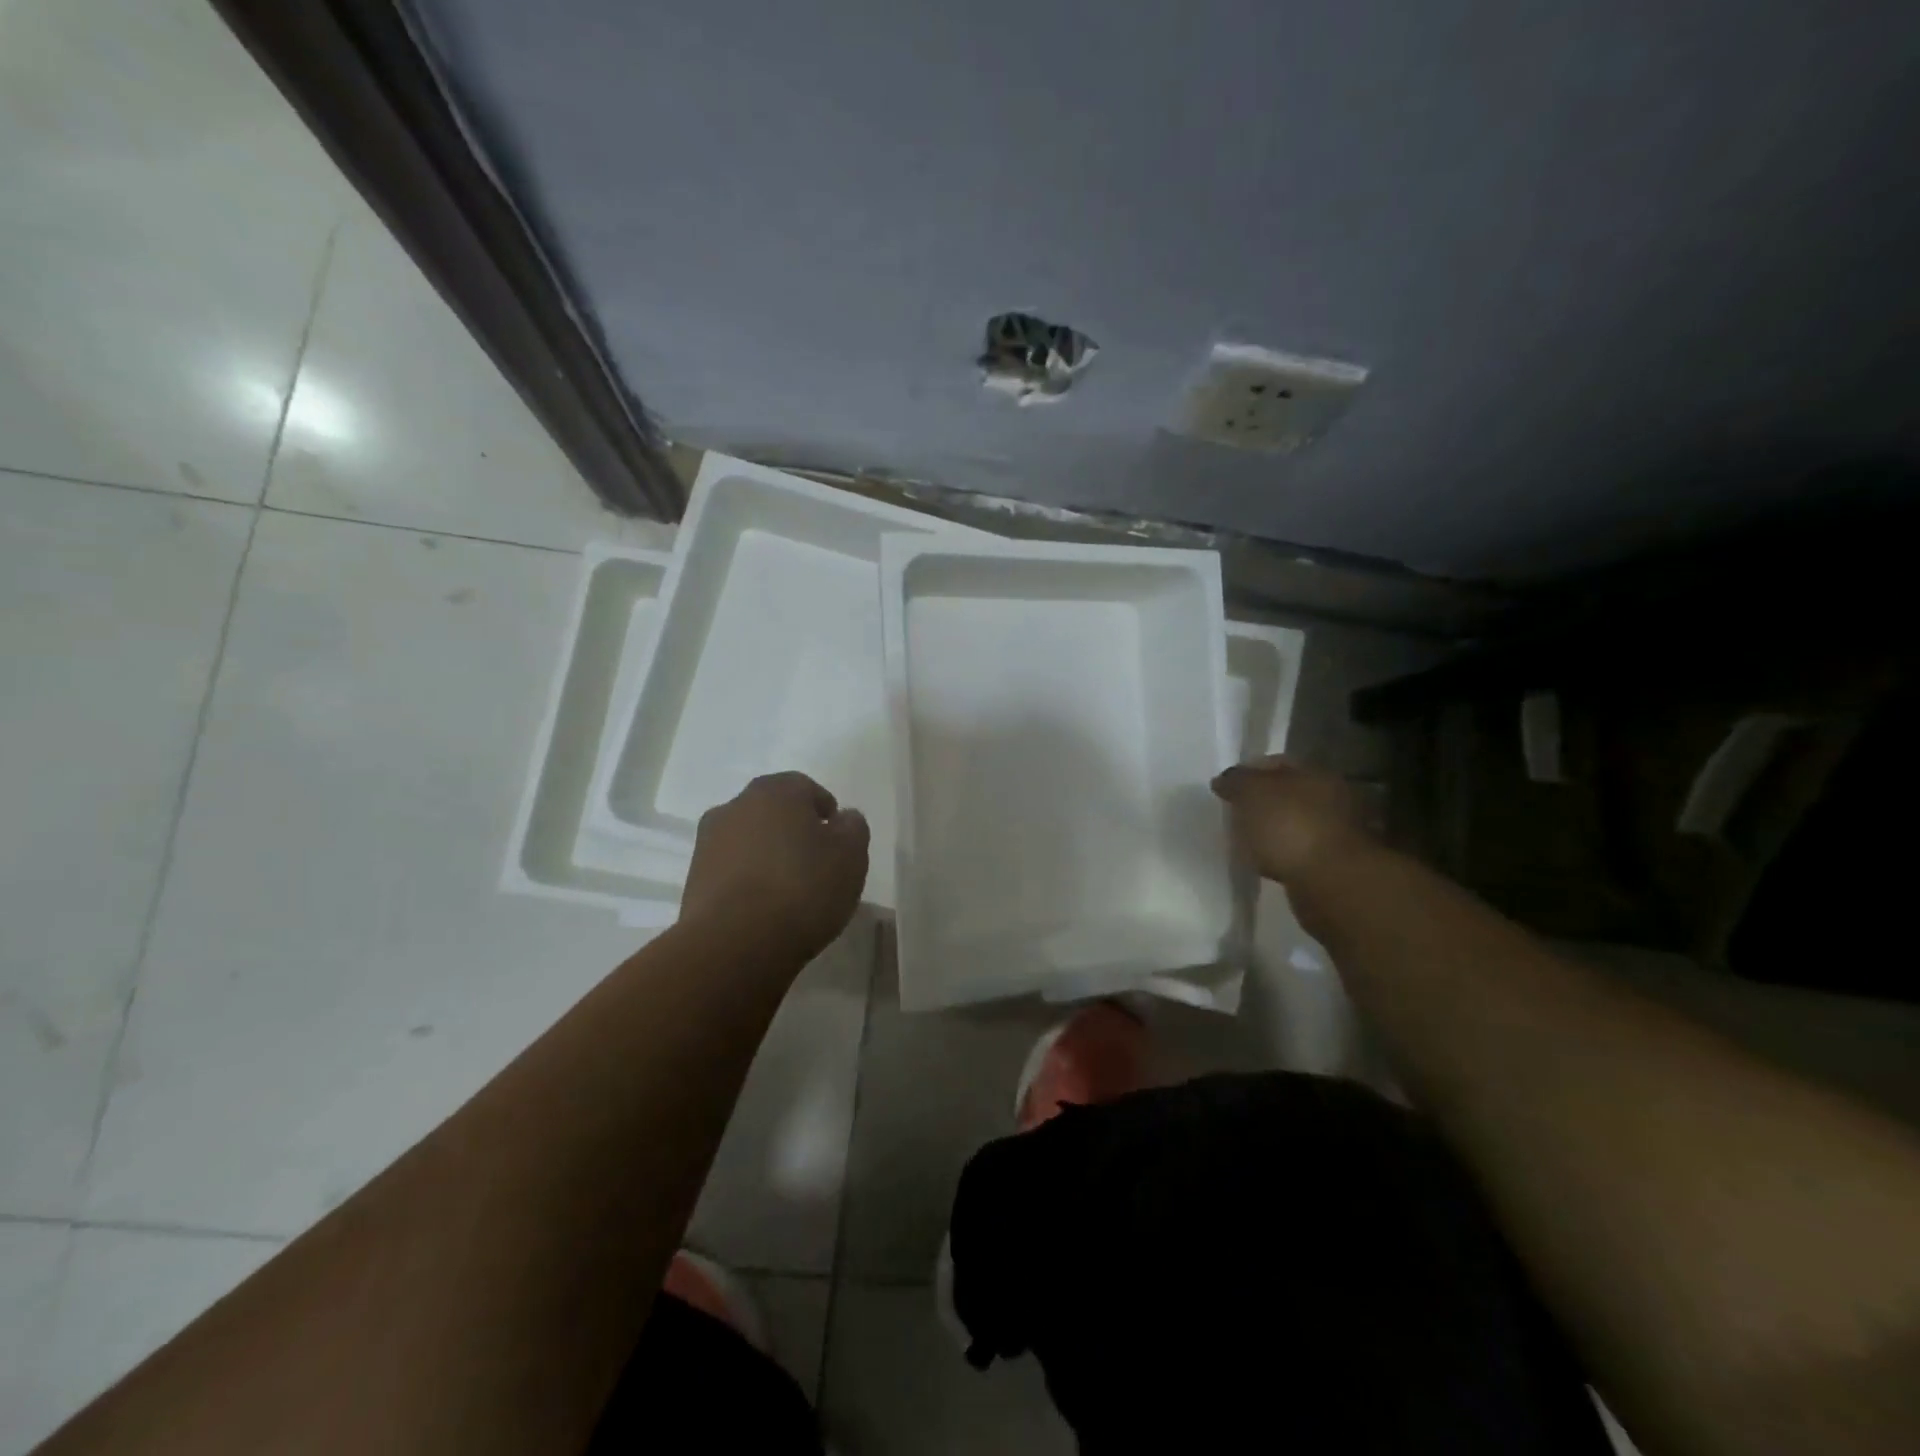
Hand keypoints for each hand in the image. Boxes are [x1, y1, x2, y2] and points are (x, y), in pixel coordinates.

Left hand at [680, 772, 869, 961]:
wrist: (734, 944)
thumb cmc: (803, 888)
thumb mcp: (851, 856)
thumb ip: (853, 828)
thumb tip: (844, 819)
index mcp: (775, 791)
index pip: (806, 788)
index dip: (826, 812)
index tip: (838, 841)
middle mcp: (736, 806)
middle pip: (774, 812)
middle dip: (794, 832)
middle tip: (816, 864)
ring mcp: (708, 842)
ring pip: (750, 841)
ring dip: (768, 856)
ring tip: (789, 892)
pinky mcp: (694, 879)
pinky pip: (732, 871)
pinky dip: (748, 881)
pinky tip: (764, 909)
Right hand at [1210, 755, 1369, 883]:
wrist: (1331, 883)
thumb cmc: (1290, 827)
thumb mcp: (1251, 793)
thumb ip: (1235, 781)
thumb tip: (1223, 780)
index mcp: (1315, 772)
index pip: (1275, 762)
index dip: (1246, 772)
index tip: (1224, 789)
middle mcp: (1331, 797)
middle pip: (1286, 794)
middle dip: (1260, 803)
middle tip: (1233, 815)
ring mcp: (1334, 832)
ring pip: (1292, 823)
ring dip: (1272, 831)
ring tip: (1245, 842)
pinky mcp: (1332, 864)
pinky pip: (1298, 852)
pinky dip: (1281, 854)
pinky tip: (1264, 863)